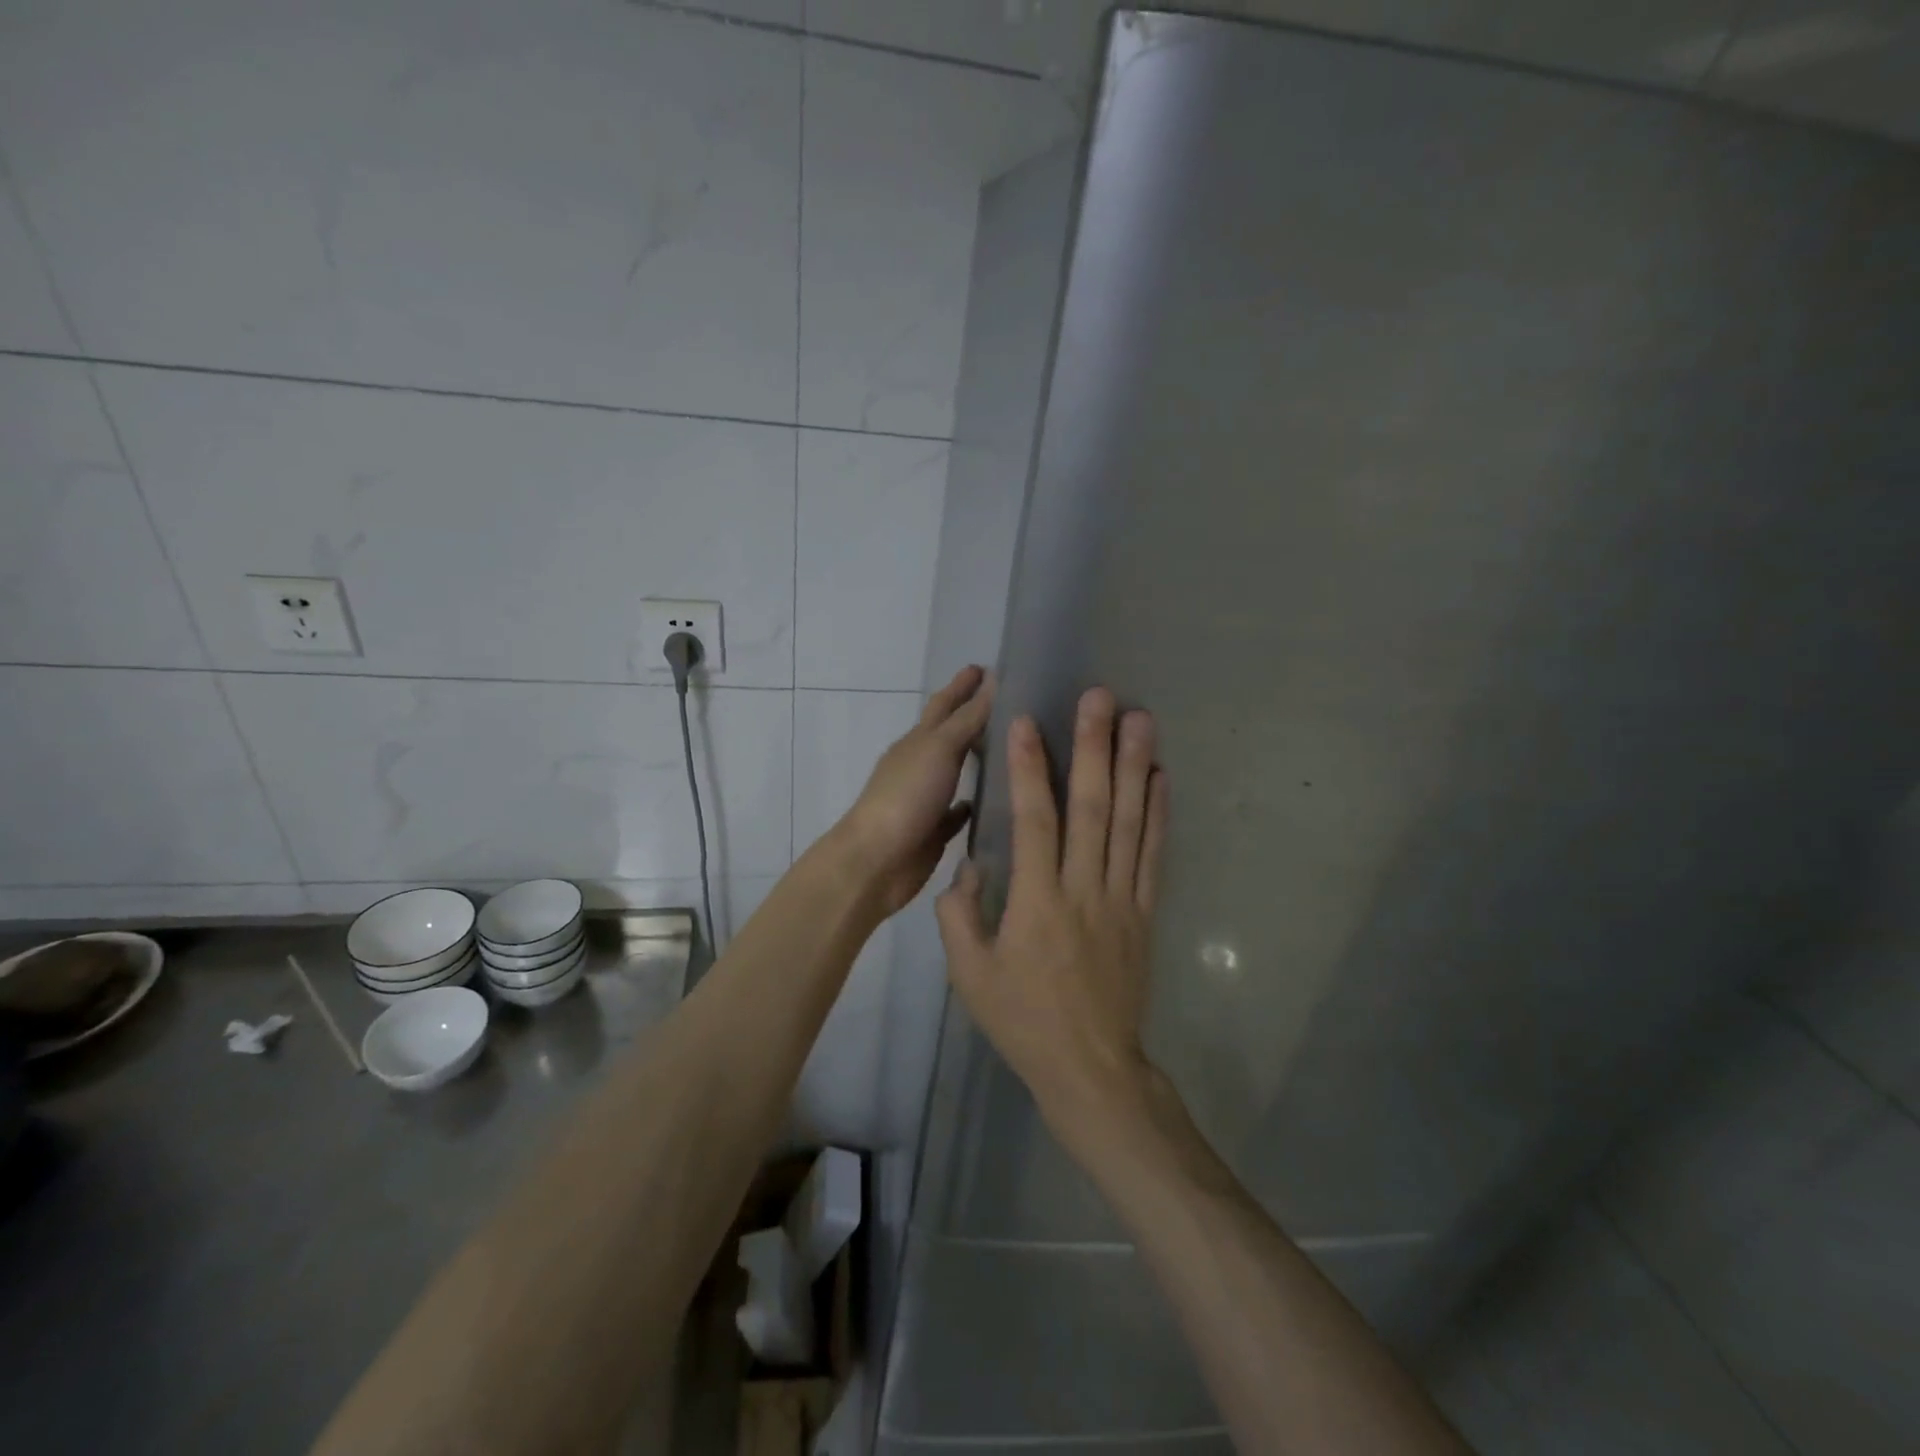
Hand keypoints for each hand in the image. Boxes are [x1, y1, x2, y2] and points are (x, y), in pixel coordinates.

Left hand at [833, 666, 994, 915]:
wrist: (877, 860)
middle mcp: (921, 765)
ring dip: (975, 759)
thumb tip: (991, 683)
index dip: (962, 685)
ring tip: (1006, 749)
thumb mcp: (939, 749)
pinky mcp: (934, 830)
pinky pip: (957, 813)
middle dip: (971, 716)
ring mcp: (926, 798)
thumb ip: (967, 719)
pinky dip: (972, 804)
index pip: (944, 704)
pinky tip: (991, 802)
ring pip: (955, 772)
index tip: (984, 667)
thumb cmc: (906, 796)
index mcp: (918, 741)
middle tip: (1003, 705)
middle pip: (950, 734)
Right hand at [936, 687, 1167, 1132]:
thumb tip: (968, 867)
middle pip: (1091, 807)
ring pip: (1129, 822)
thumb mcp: (969, 976)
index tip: (1027, 721)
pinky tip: (1161, 777)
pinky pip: (1154, 855)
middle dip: (1094, 747)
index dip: (1028, 768)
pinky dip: (1158, 813)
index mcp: (1037, 902)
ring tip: (1140, 718)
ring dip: (1134, 766)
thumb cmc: (1023, 1021)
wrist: (1091, 1070)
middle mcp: (1084, 889)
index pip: (1034, 821)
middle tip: (1100, 697)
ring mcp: (1122, 898)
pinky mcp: (1145, 912)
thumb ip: (959, 915)